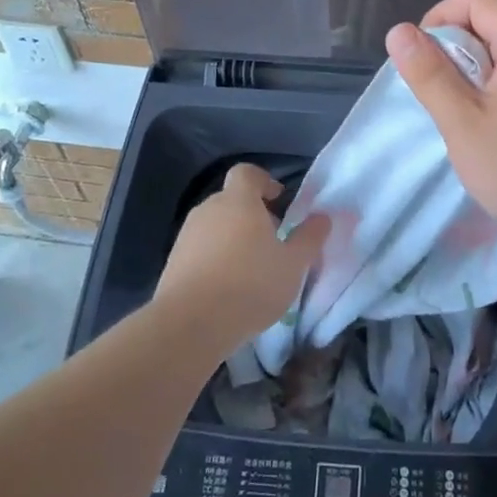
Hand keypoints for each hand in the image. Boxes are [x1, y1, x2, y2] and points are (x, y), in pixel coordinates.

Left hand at [154, 163, 326, 359]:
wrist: (190, 324)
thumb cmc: (250, 285)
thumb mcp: (293, 265)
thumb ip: (310, 238)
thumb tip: (323, 217)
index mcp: (238, 201)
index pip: (247, 173)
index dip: (264, 181)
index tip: (278, 201)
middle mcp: (209, 209)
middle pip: (232, 200)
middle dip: (252, 215)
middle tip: (272, 243)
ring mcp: (186, 235)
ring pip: (215, 226)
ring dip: (232, 239)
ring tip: (250, 271)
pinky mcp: (173, 262)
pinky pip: (200, 250)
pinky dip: (214, 260)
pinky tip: (226, 289)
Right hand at [386, 0, 496, 277]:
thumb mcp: (464, 124)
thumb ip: (430, 74)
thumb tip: (400, 31)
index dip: (440, 18)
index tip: (422, 60)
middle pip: (494, 22)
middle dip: (456, 48)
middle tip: (438, 94)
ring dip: (475, 73)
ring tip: (461, 115)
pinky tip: (492, 131)